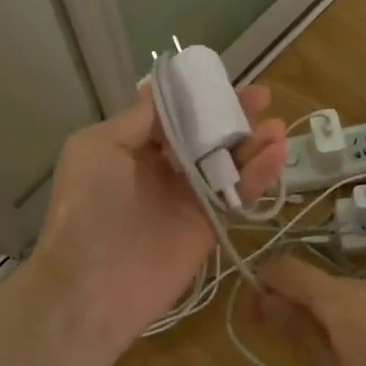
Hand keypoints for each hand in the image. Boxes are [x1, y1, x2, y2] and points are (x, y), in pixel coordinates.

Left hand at [30, 87, 286, 352]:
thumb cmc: (88, 207)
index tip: (225, 81)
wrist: (93, 285)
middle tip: (263, 98)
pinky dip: (259, 175)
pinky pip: (237, 195)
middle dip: (232, 116)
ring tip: (276, 127)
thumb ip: (138, 119)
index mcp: (131, 148)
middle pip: (205, 135)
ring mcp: (186, 198)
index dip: (198, 97)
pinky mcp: (208, 226)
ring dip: (253, 143)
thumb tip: (164, 92)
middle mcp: (161, 169)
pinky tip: (277, 154)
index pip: (173, 115)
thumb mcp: (98, 147)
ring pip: (226, 163)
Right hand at [253, 258, 365, 365]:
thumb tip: (265, 300)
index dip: (265, 285)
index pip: (290, 270)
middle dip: (304, 310)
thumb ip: (303, 337)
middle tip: (307, 361)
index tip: (257, 317)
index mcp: (348, 304)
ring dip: (341, 320)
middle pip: (325, 284)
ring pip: (357, 296)